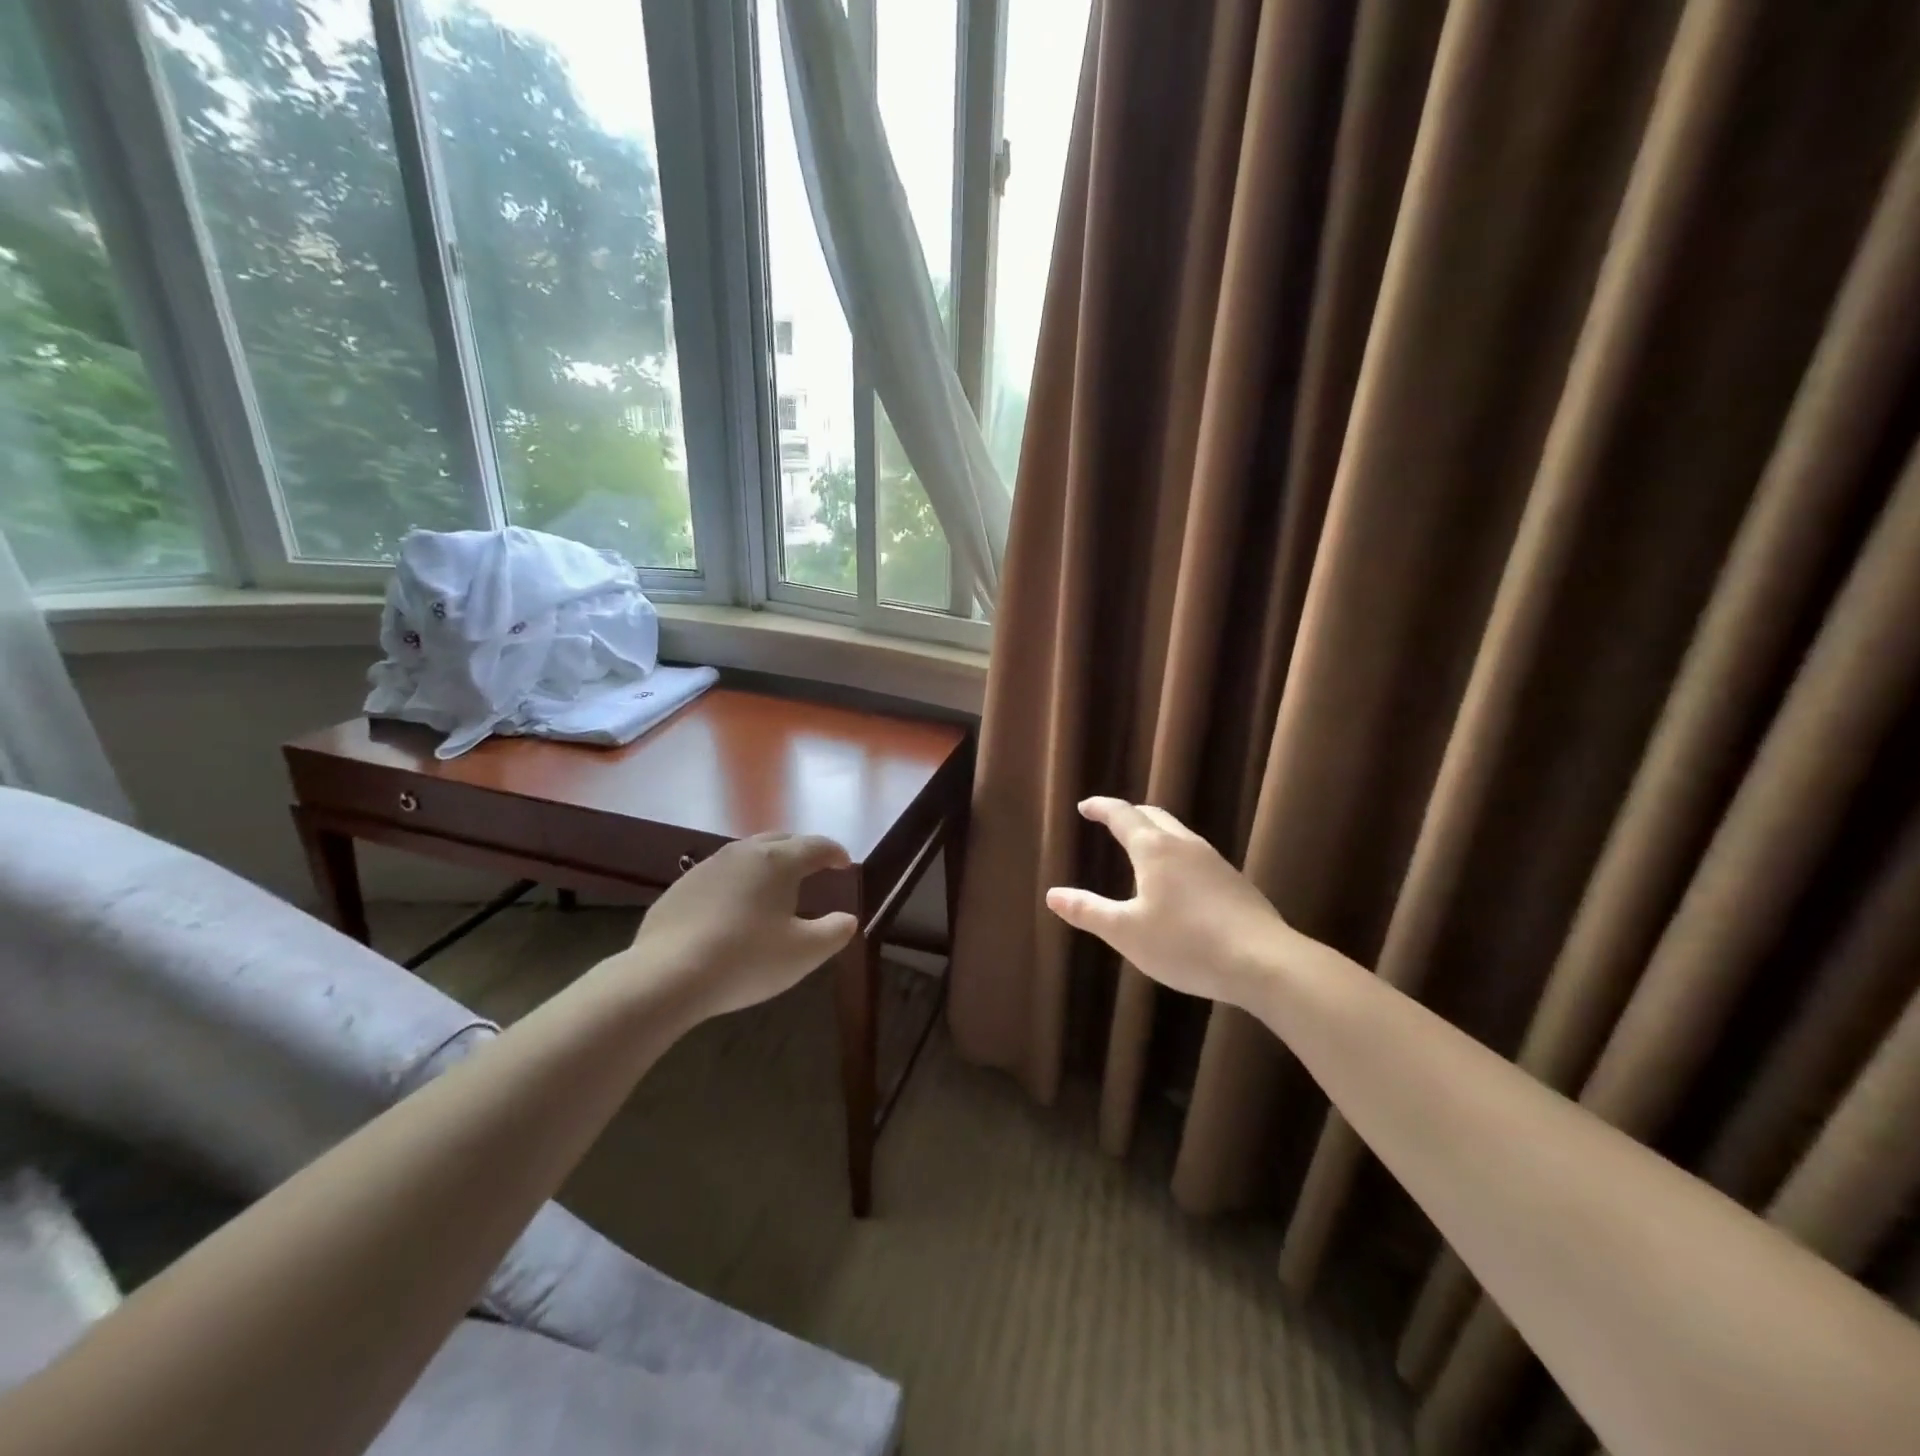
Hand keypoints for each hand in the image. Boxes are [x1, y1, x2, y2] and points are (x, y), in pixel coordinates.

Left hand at [620, 832, 857, 1022]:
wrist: (666, 977)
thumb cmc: (746, 960)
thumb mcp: (804, 953)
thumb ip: (834, 932)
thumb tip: (848, 919)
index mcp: (777, 862)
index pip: (815, 845)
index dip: (835, 853)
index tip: (845, 864)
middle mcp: (742, 853)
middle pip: (779, 840)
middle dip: (801, 850)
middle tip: (813, 867)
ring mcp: (706, 868)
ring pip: (746, 855)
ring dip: (766, 864)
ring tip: (774, 886)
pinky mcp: (679, 888)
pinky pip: (718, 875)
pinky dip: (736, 883)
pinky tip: (733, 908)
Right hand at [1046, 798, 1289, 1005]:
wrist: (1264, 962)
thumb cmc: (1186, 944)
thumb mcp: (1127, 932)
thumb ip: (1089, 911)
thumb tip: (1053, 894)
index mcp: (1154, 850)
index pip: (1122, 816)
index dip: (1101, 808)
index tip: (1085, 806)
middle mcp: (1185, 846)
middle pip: (1154, 816)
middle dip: (1130, 815)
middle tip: (1112, 821)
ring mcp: (1215, 862)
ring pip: (1179, 834)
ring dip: (1156, 833)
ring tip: (1142, 849)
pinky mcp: (1235, 883)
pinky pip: (1197, 856)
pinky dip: (1176, 855)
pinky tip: (1179, 882)